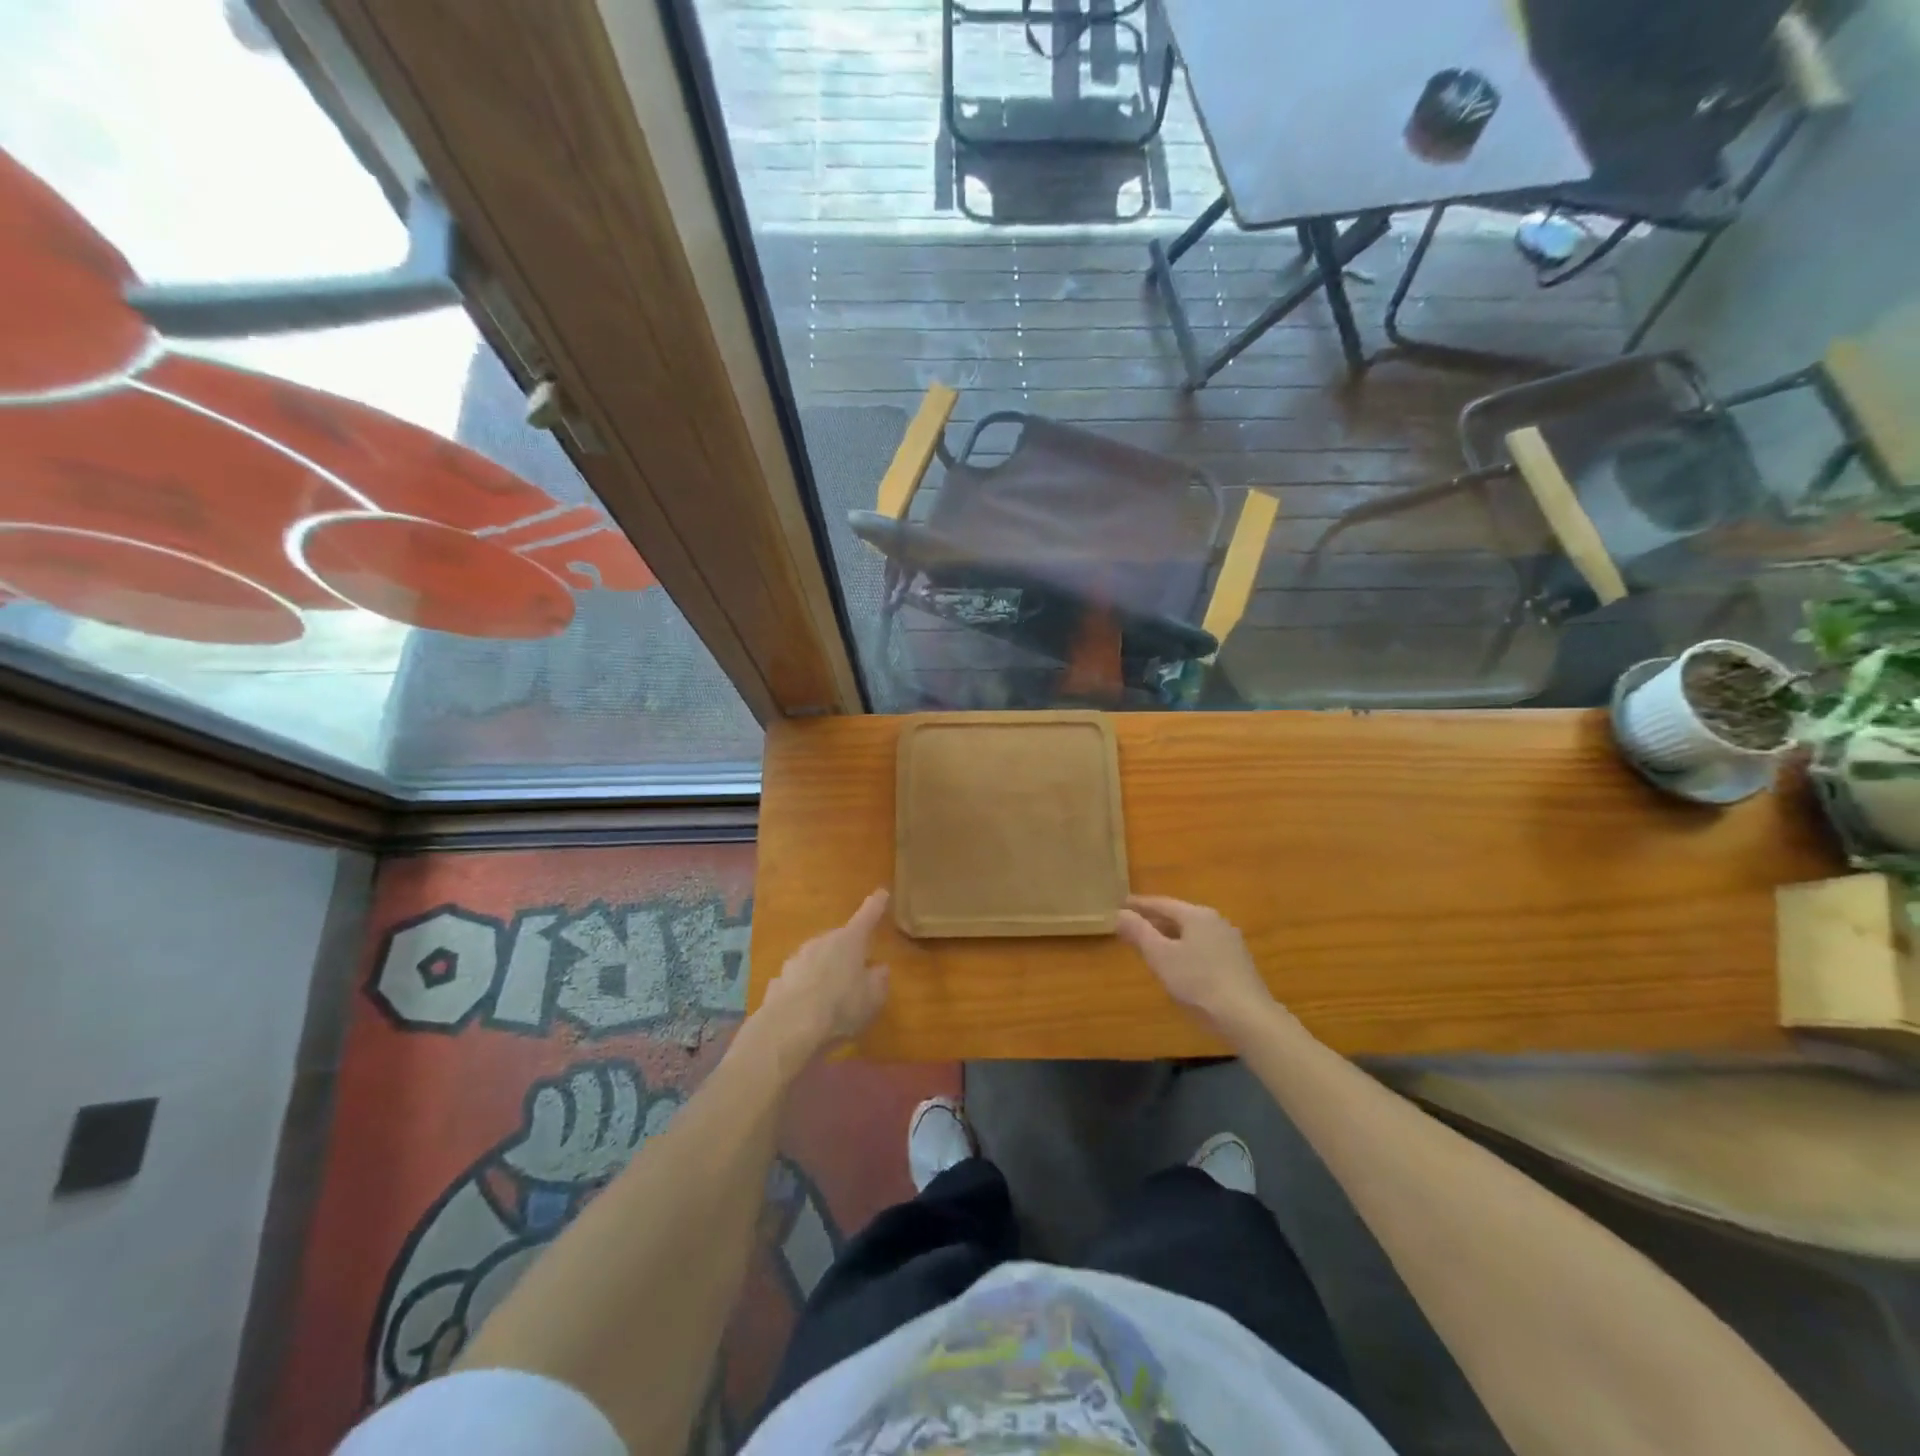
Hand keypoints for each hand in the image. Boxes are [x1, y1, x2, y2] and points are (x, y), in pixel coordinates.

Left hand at [747, 889, 891, 1070]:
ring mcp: (797, 958)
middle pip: (839, 940)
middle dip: (847, 951)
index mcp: (849, 940)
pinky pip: (800, 978)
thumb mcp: (872, 998)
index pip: (867, 917)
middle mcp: (822, 941)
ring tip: (831, 995)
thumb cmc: (840, 1006)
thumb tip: (880, 969)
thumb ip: (878, 981)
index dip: (876, 905)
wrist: (789, 1026)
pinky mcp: (779, 978)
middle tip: (856, 971)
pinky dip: (806, 987)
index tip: (882, 892)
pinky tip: (808, 1006)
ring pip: (817, 958)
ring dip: (824, 970)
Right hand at [1116, 895, 1275, 1037]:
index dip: (1139, 905)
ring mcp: (1230, 942)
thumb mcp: (1161, 956)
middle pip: (1178, 916)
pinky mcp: (1238, 963)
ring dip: (1170, 936)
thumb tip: (1120, 912)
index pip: (1162, 903)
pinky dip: (1185, 949)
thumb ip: (1139, 932)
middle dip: (1154, 920)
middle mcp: (1216, 921)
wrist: (1248, 1017)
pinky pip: (1203, 946)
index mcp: (1197, 915)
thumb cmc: (1199, 982)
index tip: (1120, 904)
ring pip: (1192, 932)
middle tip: (1132, 925)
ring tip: (1152, 944)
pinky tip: (1179, 963)